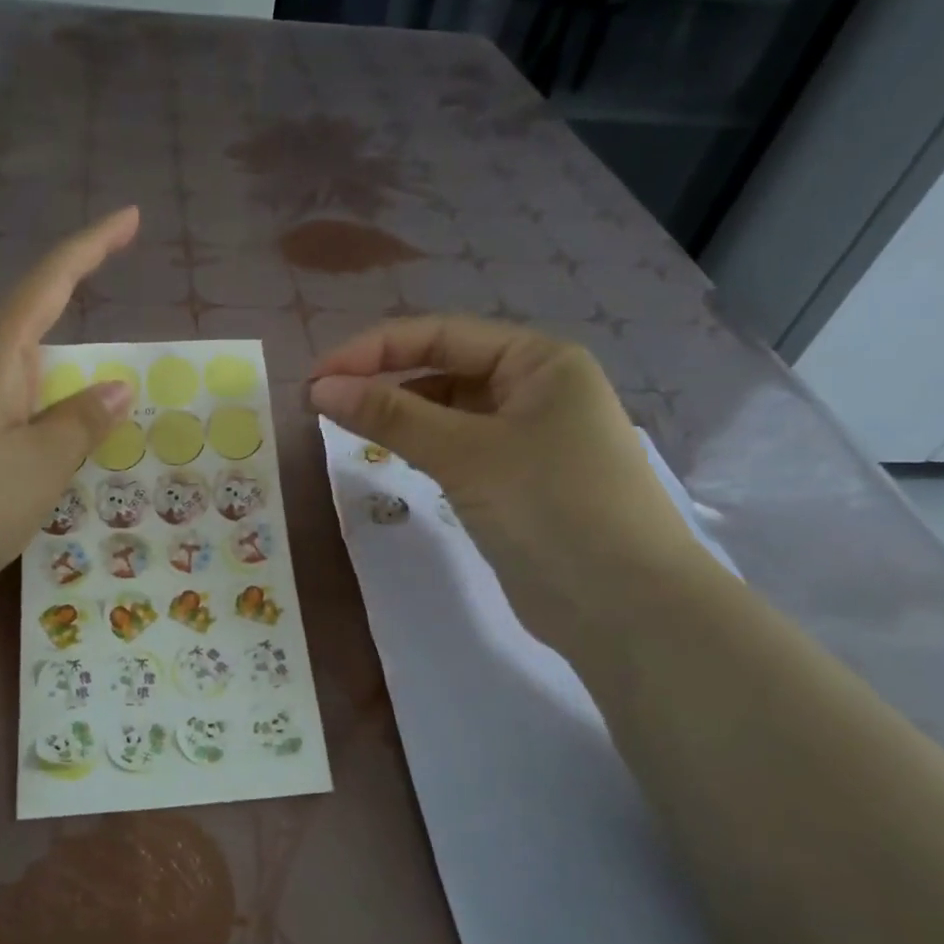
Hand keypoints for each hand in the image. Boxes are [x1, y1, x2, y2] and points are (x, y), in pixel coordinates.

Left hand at [0, 207, 139, 617]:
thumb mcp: (37, 467)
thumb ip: (79, 424)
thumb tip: (116, 388)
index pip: (50, 284)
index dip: (92, 247)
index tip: (132, 217)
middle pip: (37, 336)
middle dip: (83, 339)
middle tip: (134, 366)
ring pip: (24, 390)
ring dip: (65, 399)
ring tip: (105, 430)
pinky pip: (10, 428)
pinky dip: (43, 434)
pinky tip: (55, 466)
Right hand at [309, 315, 715, 653]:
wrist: (626, 608)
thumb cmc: (551, 508)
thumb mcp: (465, 454)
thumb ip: (390, 416)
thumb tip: (320, 388)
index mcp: (540, 360)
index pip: (441, 335)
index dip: (373, 350)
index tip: (317, 378)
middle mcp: (538, 389)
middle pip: (446, 368)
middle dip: (384, 379)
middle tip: (323, 403)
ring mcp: (531, 437)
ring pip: (451, 410)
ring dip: (401, 413)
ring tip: (347, 427)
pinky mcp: (520, 481)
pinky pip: (460, 448)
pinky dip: (423, 446)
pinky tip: (392, 455)